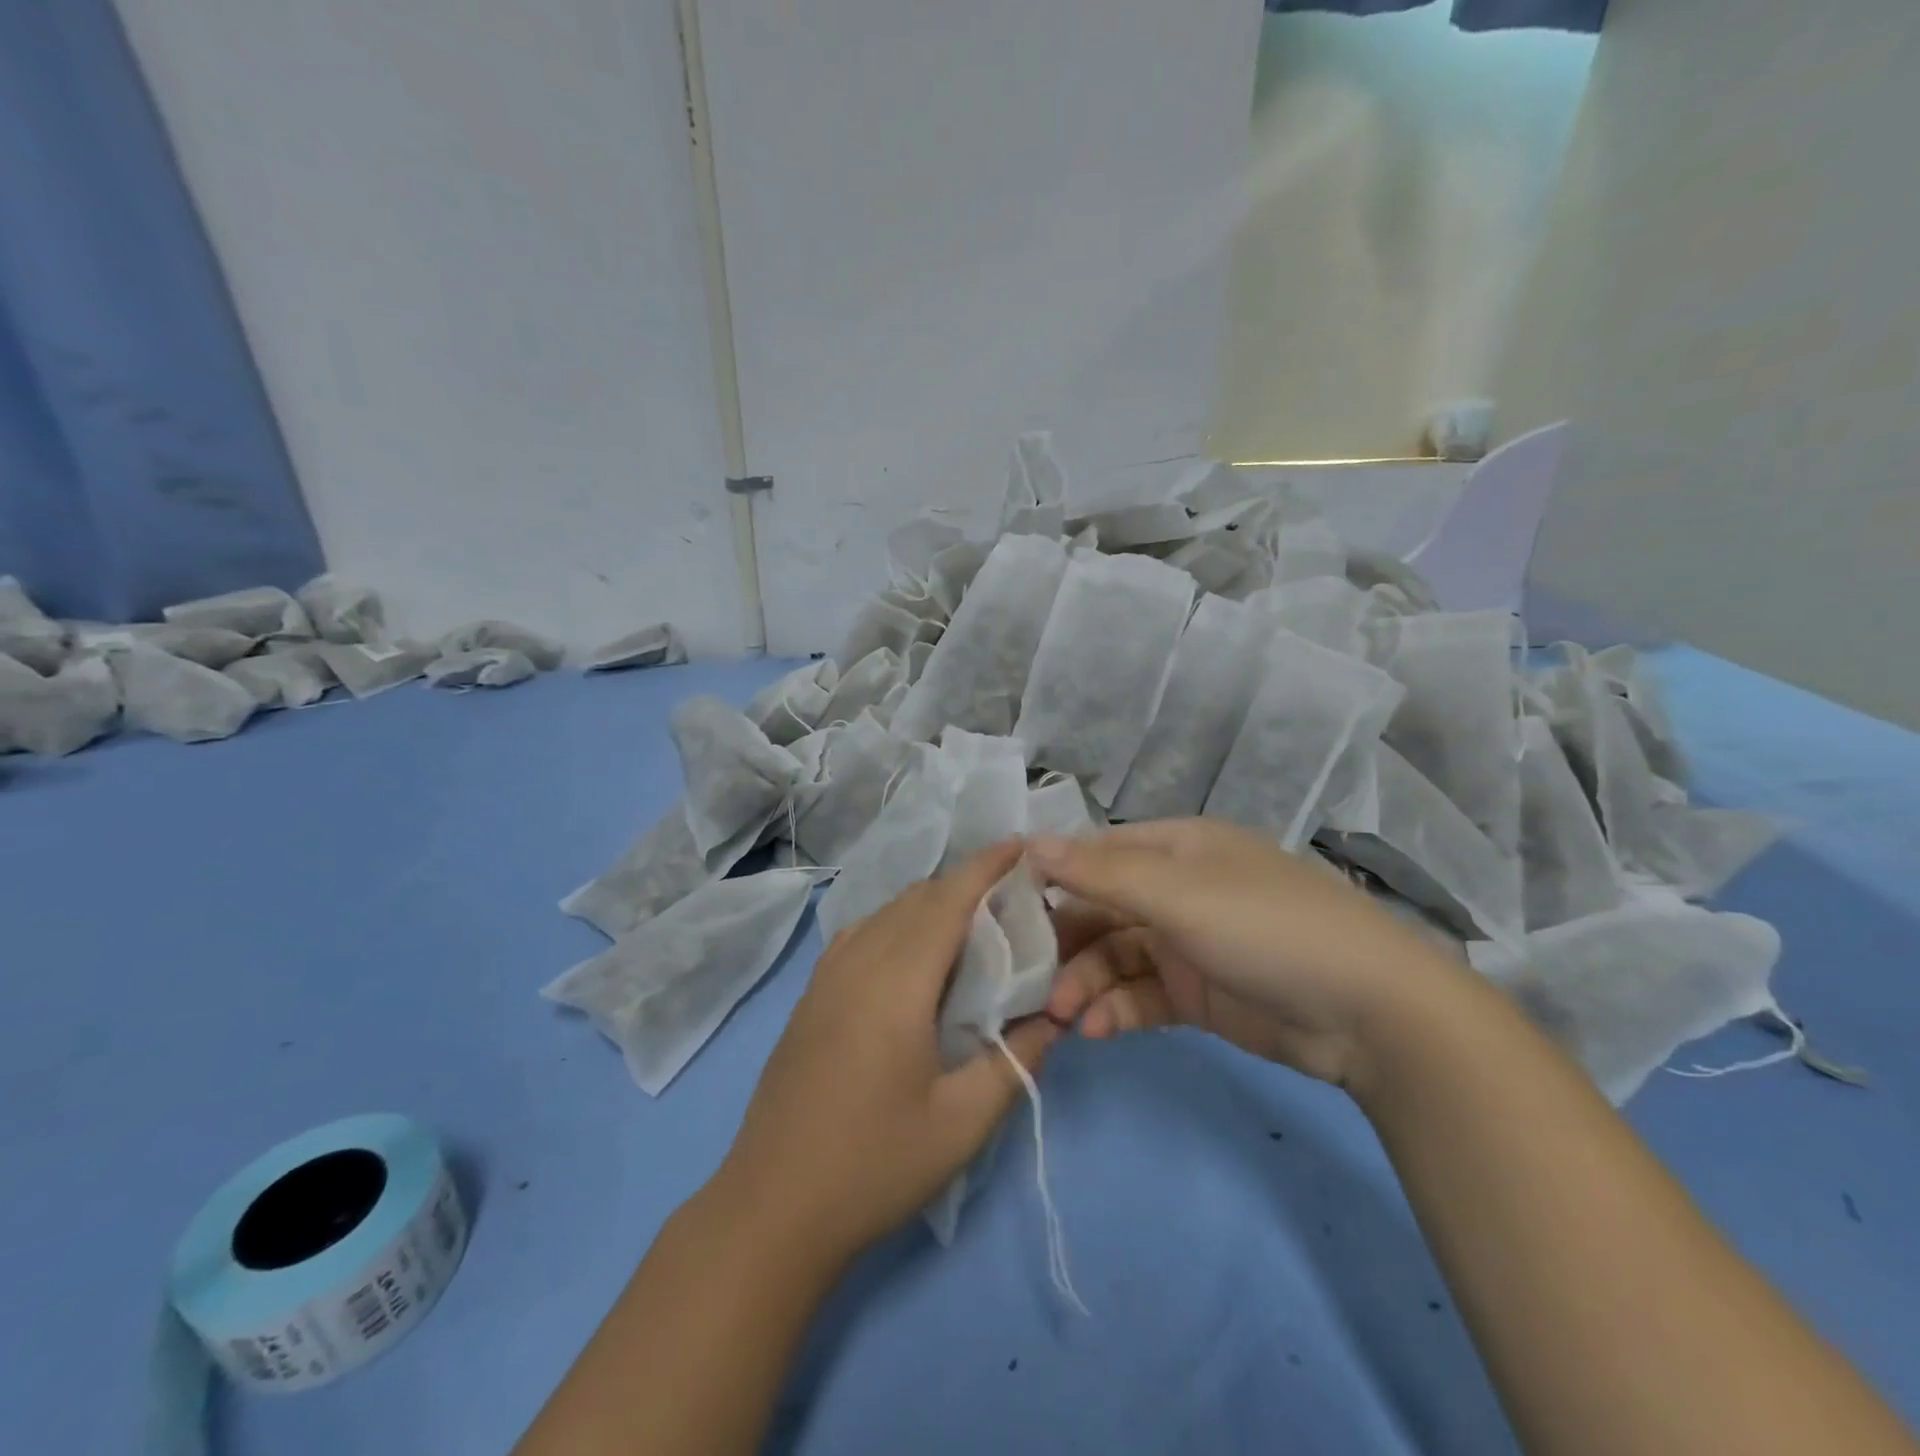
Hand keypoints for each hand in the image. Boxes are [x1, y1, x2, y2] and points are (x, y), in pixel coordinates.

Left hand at [714, 840, 1058, 1263]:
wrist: (772, 1206)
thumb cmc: (874, 1165)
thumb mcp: (962, 1124)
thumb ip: (1015, 1062)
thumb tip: (1053, 1018)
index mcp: (896, 983)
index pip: (947, 901)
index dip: (985, 866)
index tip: (1020, 845)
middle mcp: (858, 962)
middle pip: (917, 898)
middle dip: (965, 884)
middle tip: (1011, 900)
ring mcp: (826, 976)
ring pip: (886, 911)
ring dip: (930, 903)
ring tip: (971, 925)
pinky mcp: (811, 995)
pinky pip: (862, 934)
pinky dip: (898, 923)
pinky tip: (913, 957)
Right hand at [1032, 819, 1471, 1089]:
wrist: (1370, 1011)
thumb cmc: (1265, 927)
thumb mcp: (1177, 893)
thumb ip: (1100, 873)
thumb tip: (1029, 843)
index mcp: (1175, 848)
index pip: (1096, 854)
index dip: (1051, 877)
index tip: (1004, 910)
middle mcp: (1177, 889)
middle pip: (1101, 910)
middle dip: (1065, 944)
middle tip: (1028, 980)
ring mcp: (1188, 943)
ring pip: (1116, 957)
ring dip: (1087, 984)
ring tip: (1062, 1016)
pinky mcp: (1198, 993)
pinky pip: (1142, 995)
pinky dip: (1117, 1010)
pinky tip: (1096, 1030)